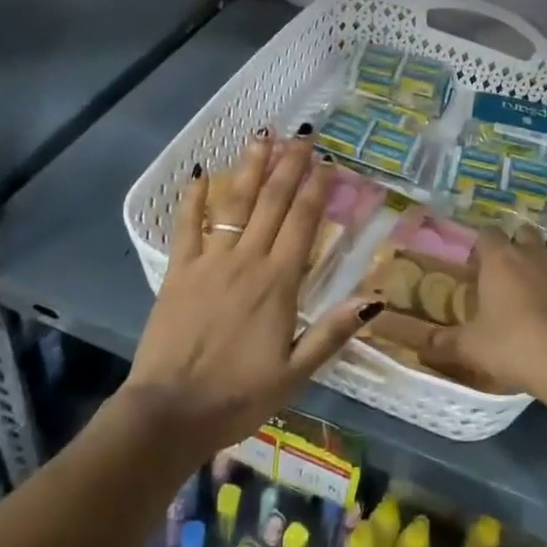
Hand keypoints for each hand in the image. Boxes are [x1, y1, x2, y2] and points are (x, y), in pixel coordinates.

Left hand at [123, 130, 379, 452]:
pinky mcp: (178, 271)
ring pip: (235, 205)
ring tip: (262, 136)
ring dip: (250, 168)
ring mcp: (210, 262)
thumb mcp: (297, 373)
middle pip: (273, 203)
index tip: (328, 161)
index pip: (303, 223)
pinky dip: (194, 198)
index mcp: (279, 283)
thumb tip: (375, 298)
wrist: (171, 412)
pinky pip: (187, 226)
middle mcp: (247, 261)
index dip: (317, 189)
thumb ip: (333, 331)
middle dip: (289, 166)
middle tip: (302, 134)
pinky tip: (201, 172)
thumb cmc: (239, 396)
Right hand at [417, 222, 546, 401]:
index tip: (475, 267)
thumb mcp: (472, 347)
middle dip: (514, 246)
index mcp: (500, 258)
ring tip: (533, 283)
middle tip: (504, 274)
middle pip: (522, 233)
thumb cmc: (515, 345)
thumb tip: (420, 345)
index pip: (487, 233)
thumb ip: (444, 343)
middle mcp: (533, 253)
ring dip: (542, 257)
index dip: (480, 247)